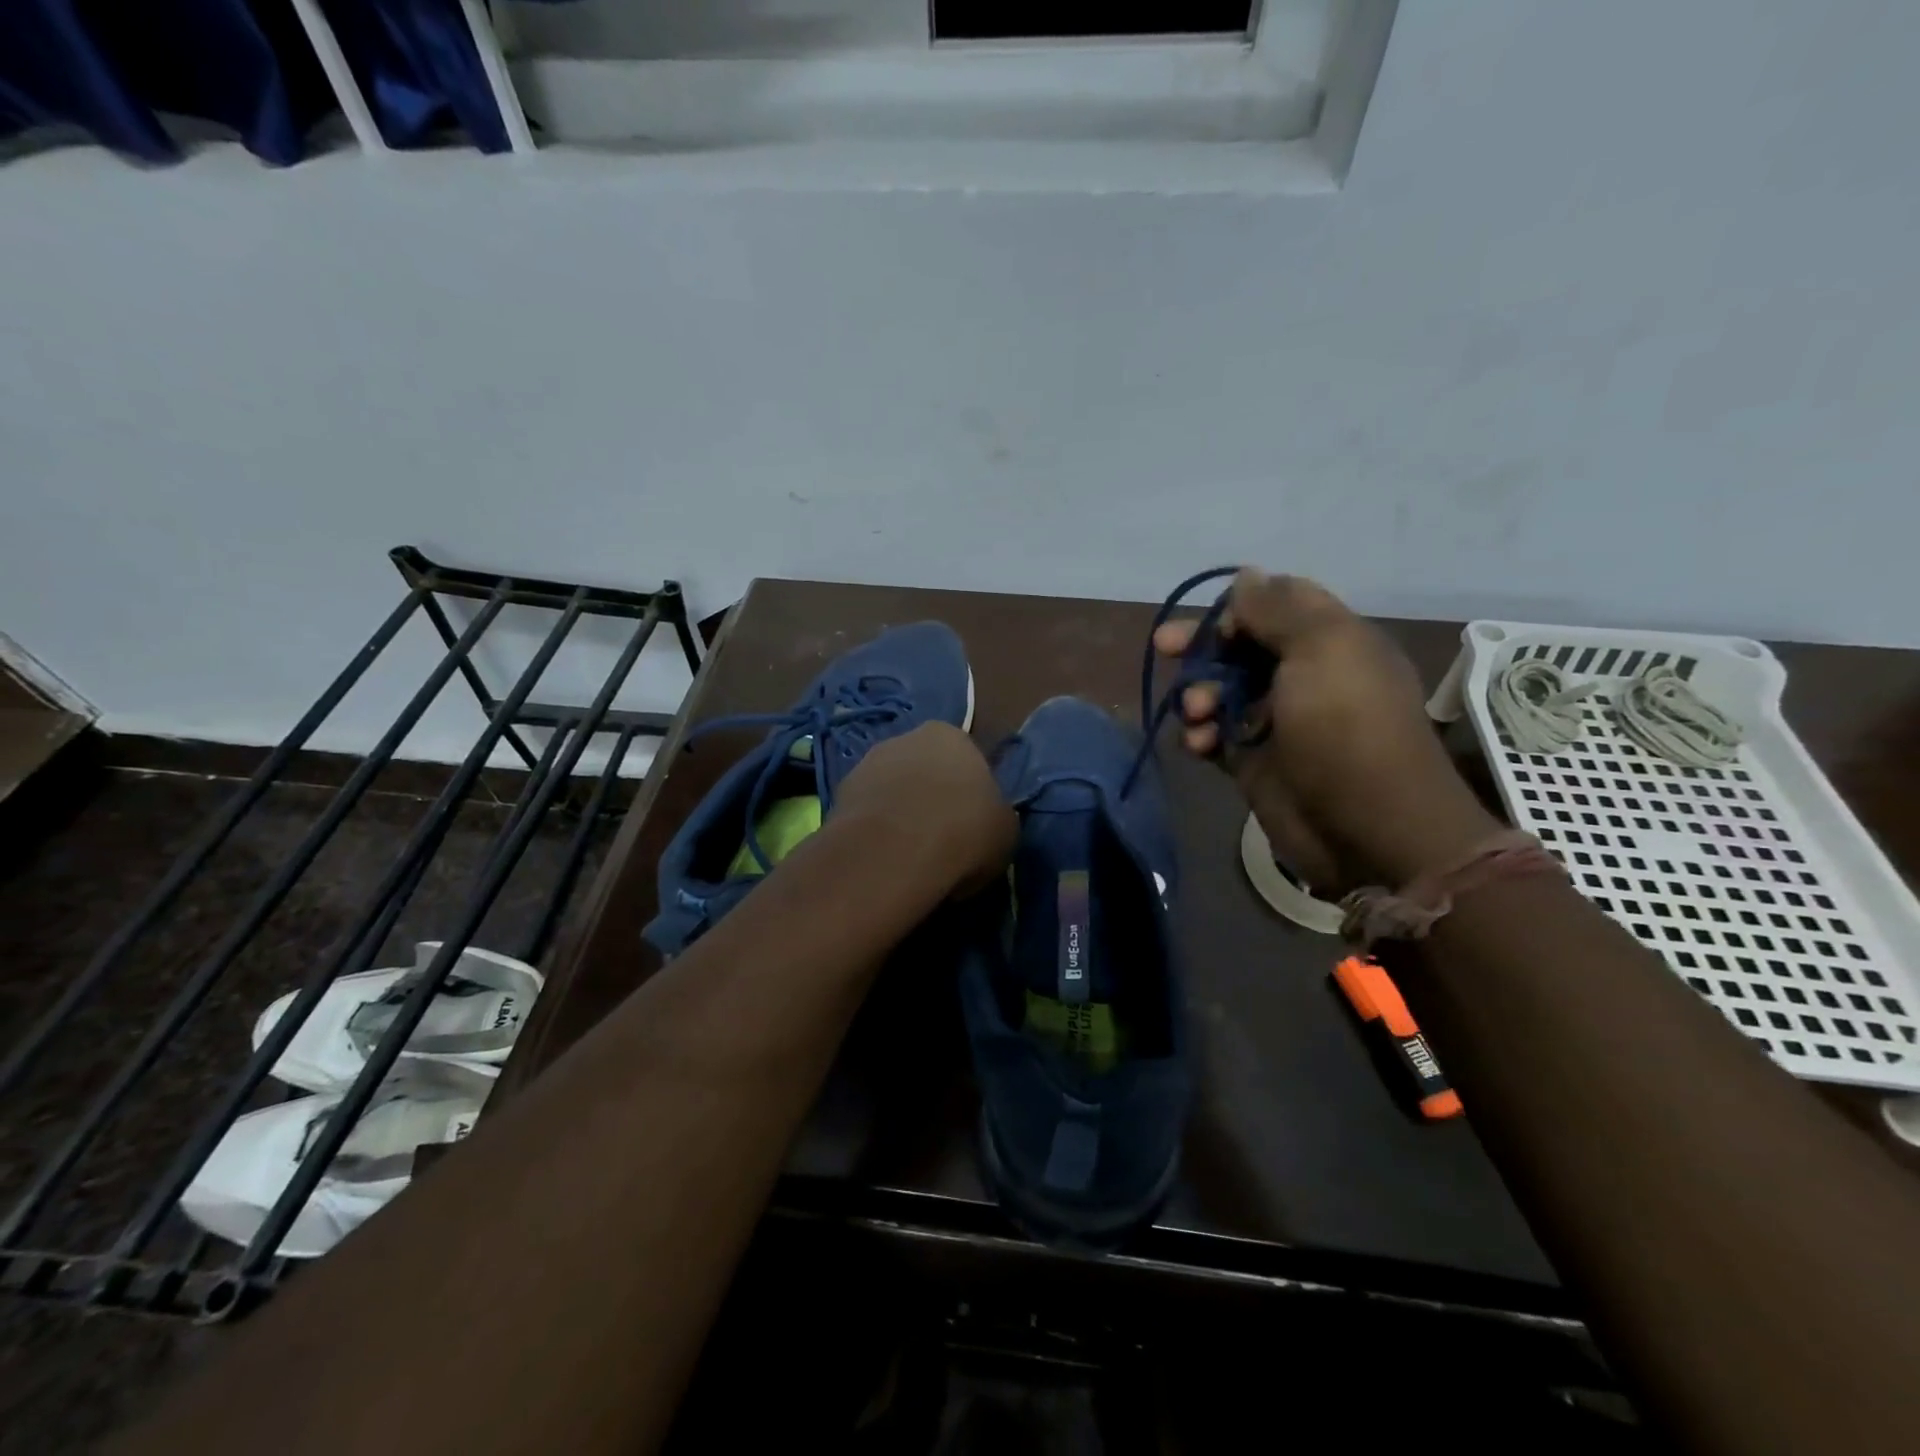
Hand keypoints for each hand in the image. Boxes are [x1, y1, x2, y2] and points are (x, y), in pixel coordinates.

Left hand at [831, 722, 1016, 894]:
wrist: (894, 851)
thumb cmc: (964, 831)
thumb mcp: (1005, 830)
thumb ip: (994, 816)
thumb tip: (982, 825)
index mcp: (952, 735)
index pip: (967, 760)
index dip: (970, 795)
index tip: (970, 826)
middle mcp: (906, 738)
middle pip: (924, 770)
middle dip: (930, 798)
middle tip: (940, 840)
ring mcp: (866, 763)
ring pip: (892, 790)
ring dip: (899, 814)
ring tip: (909, 856)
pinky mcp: (838, 794)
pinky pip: (866, 813)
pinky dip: (875, 831)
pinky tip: (884, 859)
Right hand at [1156, 570, 1500, 890]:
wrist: (1367, 830)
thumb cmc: (1346, 729)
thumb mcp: (1322, 651)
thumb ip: (1278, 610)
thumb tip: (1247, 574)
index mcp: (1331, 641)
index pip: (1278, 603)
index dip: (1240, 607)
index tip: (1216, 623)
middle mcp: (1304, 675)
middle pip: (1241, 646)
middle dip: (1203, 647)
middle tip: (1165, 648)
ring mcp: (1277, 720)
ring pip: (1221, 690)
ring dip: (1197, 695)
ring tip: (1195, 715)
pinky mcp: (1255, 760)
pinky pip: (1214, 735)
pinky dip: (1199, 735)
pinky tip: (1196, 745)